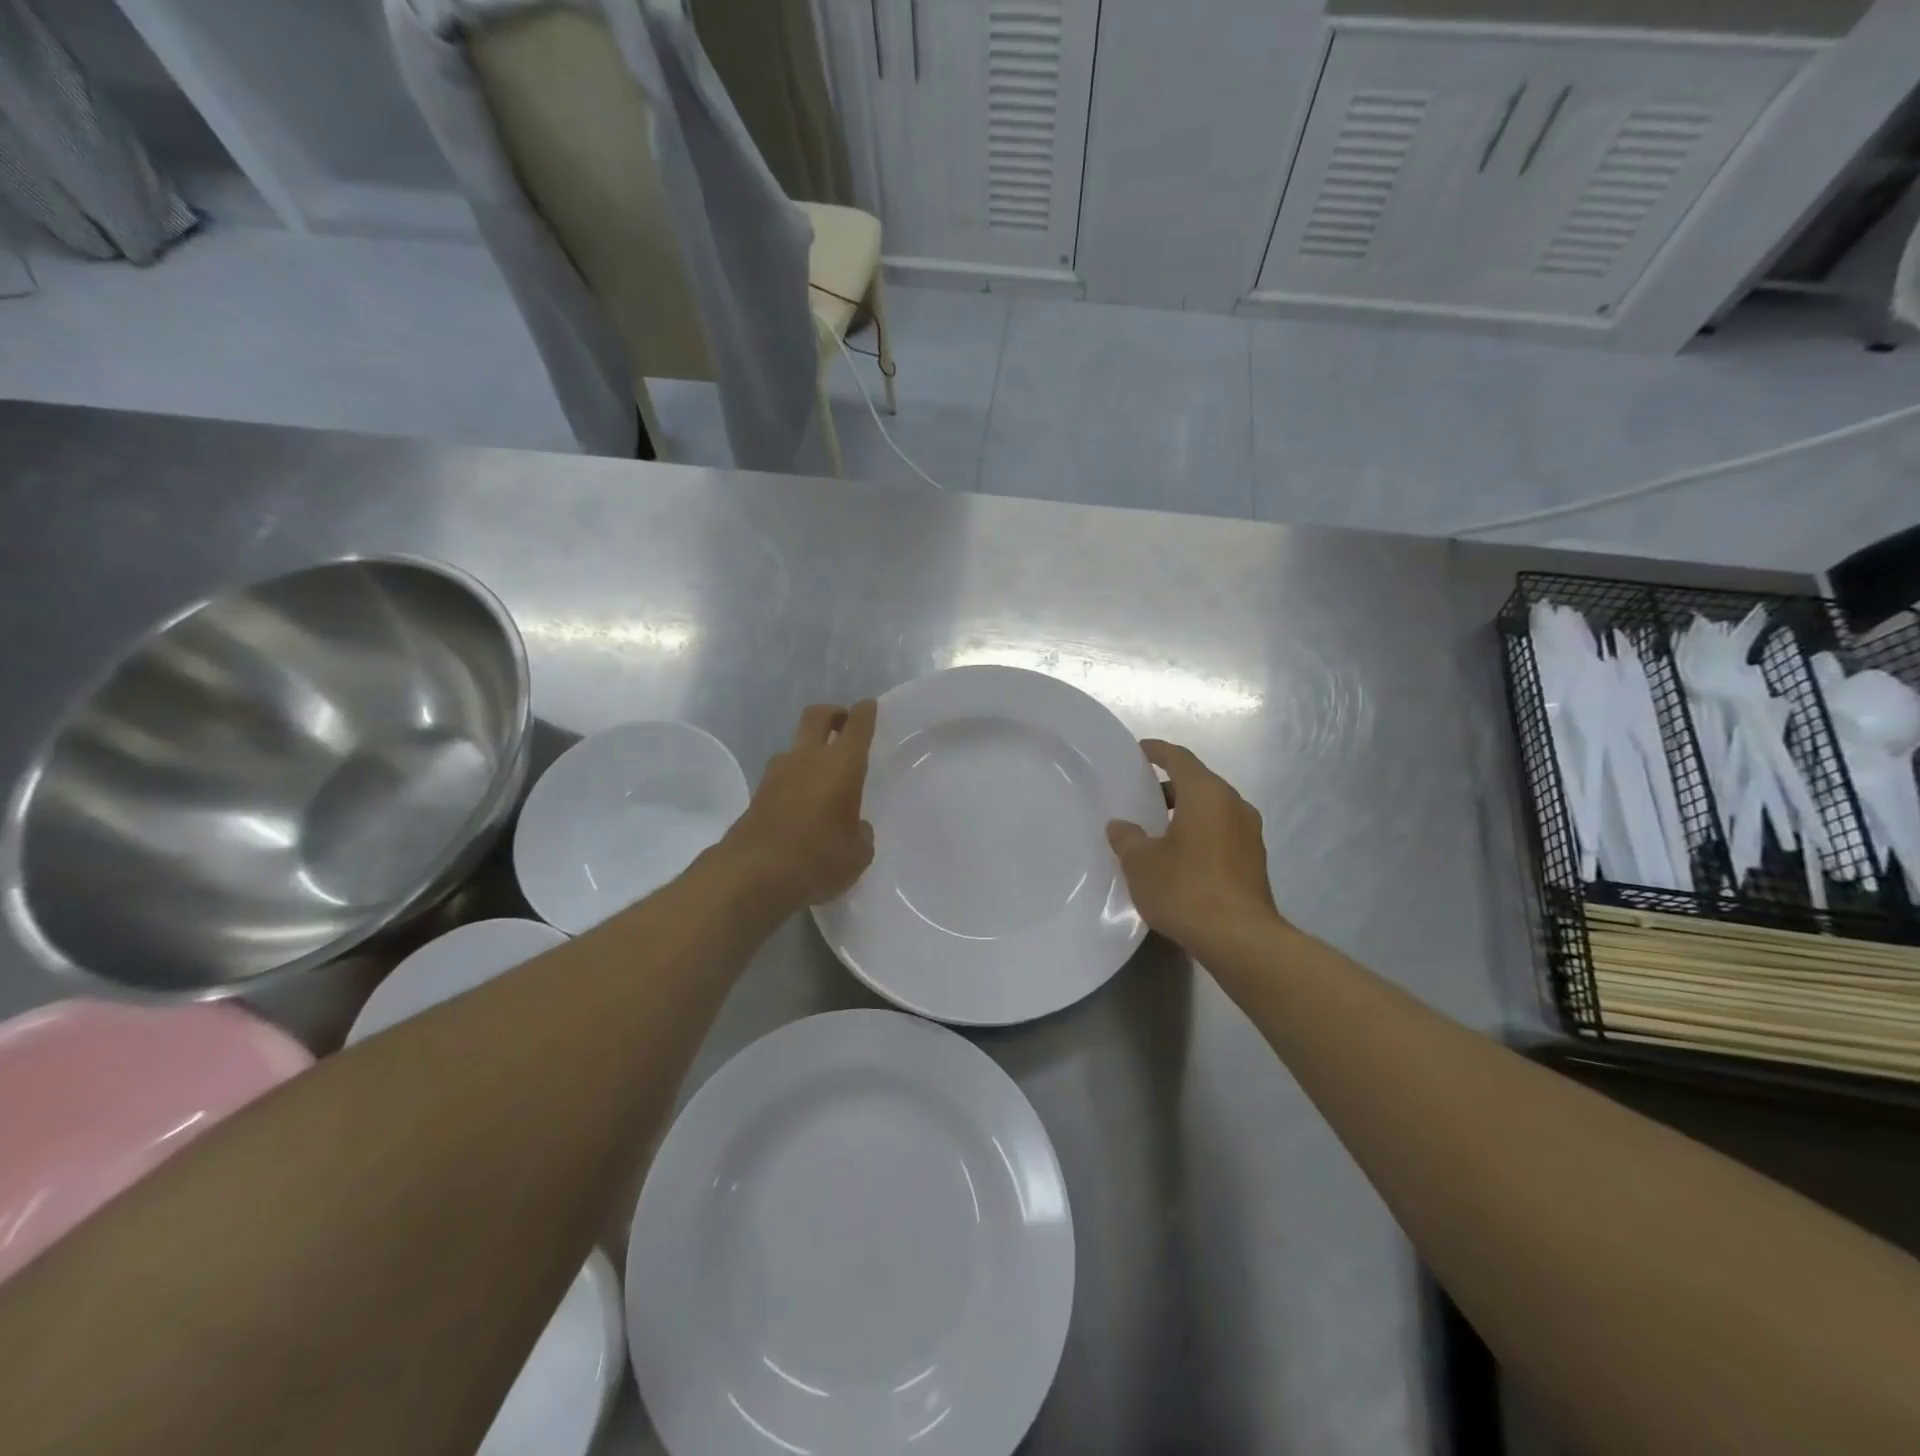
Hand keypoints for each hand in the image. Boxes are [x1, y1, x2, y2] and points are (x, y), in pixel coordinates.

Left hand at [726, 701, 877, 911]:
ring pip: (796, 746)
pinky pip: (782, 775)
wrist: (753, 874)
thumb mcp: (857, 854)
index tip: (869, 707)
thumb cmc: (818, 858)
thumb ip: (861, 834)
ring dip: (810, 751)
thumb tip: (855, 828)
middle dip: (833, 714)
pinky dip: (794, 779)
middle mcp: (808, 758)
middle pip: (817, 716)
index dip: (865, 712)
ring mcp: (777, 773)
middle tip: (844, 724)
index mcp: (841, 764)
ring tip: (823, 776)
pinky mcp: (757, 794)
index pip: (857, 725)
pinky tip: (803, 804)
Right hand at [1107, 740, 1281, 952]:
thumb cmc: (1185, 888)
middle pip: (1198, 783)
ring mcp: (1250, 834)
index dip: (1157, 751)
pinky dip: (1200, 834)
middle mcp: (1234, 805)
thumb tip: (1120, 826)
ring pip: (1212, 810)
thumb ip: (1127, 838)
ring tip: (1156, 829)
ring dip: (1186, 812)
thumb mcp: (1140, 862)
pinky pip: (1222, 833)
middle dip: (1170, 786)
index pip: (1179, 758)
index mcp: (1207, 793)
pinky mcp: (1255, 862)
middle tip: (1141, 796)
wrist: (1239, 939)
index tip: (1139, 751)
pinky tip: (1179, 857)